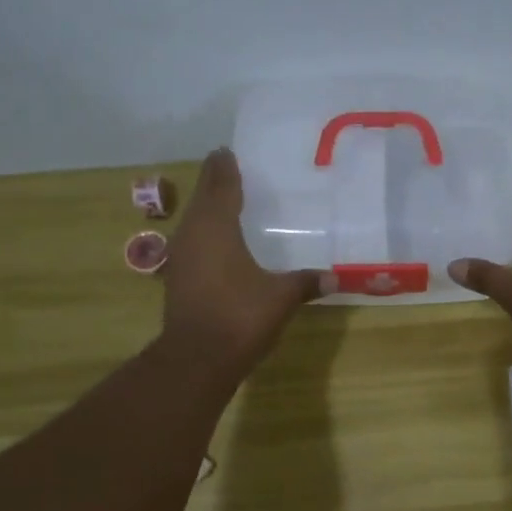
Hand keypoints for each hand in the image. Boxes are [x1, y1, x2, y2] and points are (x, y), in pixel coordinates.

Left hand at [161, 149, 331, 376]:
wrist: (197, 359)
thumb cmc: (239, 316)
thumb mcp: (280, 297)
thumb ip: (305, 282)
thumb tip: (334, 277)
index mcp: (216, 227)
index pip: (220, 185)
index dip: (224, 167)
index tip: (227, 151)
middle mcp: (192, 234)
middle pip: (202, 199)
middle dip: (215, 184)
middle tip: (230, 170)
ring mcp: (180, 258)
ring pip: (193, 223)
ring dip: (207, 210)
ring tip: (226, 204)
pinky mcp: (177, 280)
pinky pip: (192, 244)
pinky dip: (204, 236)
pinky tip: (219, 246)